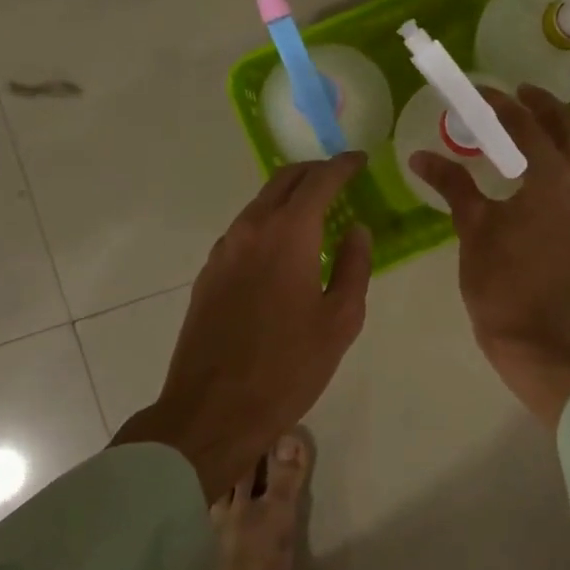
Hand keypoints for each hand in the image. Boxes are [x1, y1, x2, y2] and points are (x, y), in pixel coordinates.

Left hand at [114, 154, 370, 497]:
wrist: (212, 410)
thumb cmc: (287, 367)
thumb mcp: (339, 320)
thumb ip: (353, 266)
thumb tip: (357, 230)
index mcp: (288, 234)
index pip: (320, 180)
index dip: (343, 165)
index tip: (360, 160)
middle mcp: (251, 229)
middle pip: (284, 180)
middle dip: (314, 172)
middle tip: (339, 178)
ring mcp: (224, 250)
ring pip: (260, 203)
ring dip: (289, 196)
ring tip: (315, 211)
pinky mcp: (209, 273)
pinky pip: (244, 230)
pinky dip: (269, 222)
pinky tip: (283, 248)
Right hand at [410, 85, 569, 426]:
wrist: (532, 334)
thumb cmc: (500, 280)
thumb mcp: (472, 226)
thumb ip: (452, 183)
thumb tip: (420, 156)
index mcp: (553, 179)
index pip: (528, 125)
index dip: (502, 105)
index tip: (480, 91)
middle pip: (568, 128)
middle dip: (543, 106)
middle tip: (514, 94)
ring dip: (554, 130)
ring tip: (521, 122)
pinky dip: (558, 157)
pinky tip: (530, 164)